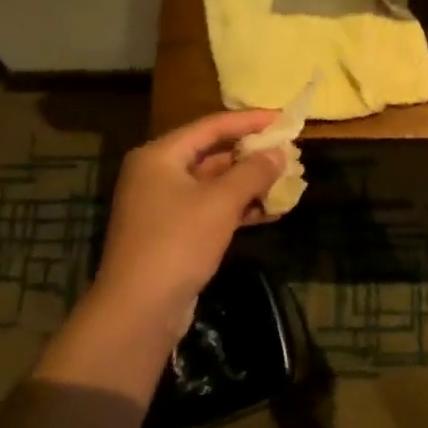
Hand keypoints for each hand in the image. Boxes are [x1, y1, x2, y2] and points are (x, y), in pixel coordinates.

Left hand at [90, 111, 285, 338]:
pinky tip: (269, 213)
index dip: (249, 121)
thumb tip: (279, 153)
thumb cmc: (178, 242)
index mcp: (160, 156)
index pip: (211, 126)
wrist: (139, 308)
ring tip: (286, 183)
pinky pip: (210, 210)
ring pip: (213, 185)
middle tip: (288, 152)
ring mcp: (163, 206)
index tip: (282, 119)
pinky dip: (237, 209)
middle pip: (211, 154)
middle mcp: (157, 174)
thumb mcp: (220, 202)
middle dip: (251, 155)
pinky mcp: (172, 233)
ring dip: (248, 185)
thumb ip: (253, 173)